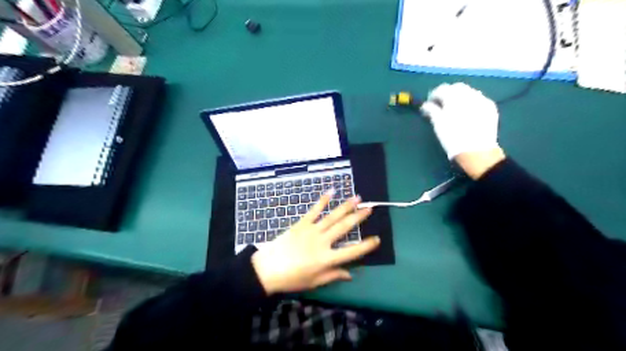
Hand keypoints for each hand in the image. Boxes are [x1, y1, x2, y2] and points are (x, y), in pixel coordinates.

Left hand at [251, 191, 378, 293]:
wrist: (267, 269)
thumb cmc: (291, 279)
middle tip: (370, 208)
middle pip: (344, 227)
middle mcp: (322, 242)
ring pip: (332, 216)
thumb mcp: (314, 282)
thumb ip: (333, 275)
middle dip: (358, 217)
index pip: (352, 252)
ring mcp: (312, 230)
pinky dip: (323, 200)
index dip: (366, 246)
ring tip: (357, 198)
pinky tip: (331, 191)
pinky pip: (314, 210)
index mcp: (327, 259)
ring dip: (346, 206)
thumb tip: (350, 274)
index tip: (377, 239)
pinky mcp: (301, 224)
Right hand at [417, 84, 502, 159]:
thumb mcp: (438, 124)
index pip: (442, 89)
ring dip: (460, 97)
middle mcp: (469, 94)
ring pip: (469, 92)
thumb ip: (431, 111)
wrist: (477, 151)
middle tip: (442, 104)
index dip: (434, 95)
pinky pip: (479, 99)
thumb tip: (426, 105)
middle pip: (457, 87)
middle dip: (448, 93)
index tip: (430, 103)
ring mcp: (482, 100)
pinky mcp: (490, 107)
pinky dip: (471, 102)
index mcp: (454, 97)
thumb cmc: (453, 138)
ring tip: (455, 108)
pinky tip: (468, 112)